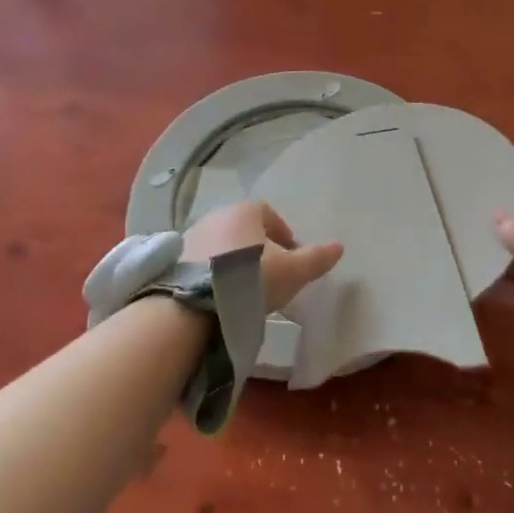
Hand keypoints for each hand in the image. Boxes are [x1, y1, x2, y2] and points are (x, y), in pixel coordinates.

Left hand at [183, 200, 343, 313]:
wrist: (195, 301)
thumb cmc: (252, 278)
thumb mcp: (293, 271)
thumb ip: (316, 258)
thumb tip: (339, 246)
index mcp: (246, 211)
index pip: (269, 214)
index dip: (283, 234)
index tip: (291, 258)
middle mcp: (217, 215)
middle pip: (245, 229)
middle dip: (259, 248)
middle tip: (270, 274)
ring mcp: (192, 235)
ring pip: (223, 244)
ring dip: (235, 260)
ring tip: (244, 288)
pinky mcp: (174, 258)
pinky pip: (201, 260)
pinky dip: (213, 271)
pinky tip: (220, 293)